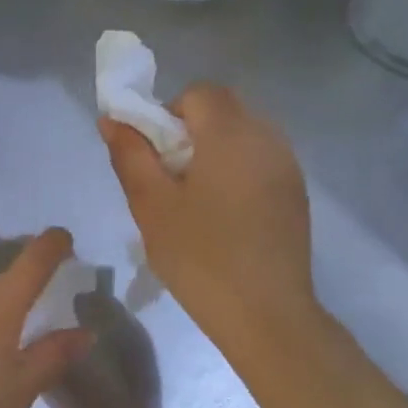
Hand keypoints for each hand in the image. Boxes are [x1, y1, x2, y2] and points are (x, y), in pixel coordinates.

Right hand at [100, 85, 323, 363]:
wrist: (266, 314)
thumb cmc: (199, 256)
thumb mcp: (151, 205)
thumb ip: (130, 155)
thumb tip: (111, 119)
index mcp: (231, 136)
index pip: (200, 93)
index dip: (169, 111)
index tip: (154, 152)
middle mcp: (267, 139)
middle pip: (224, 108)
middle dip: (190, 129)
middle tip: (168, 176)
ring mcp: (288, 166)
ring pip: (244, 133)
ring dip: (213, 148)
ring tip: (194, 196)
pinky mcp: (295, 192)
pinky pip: (260, 158)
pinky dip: (235, 168)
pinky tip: (222, 212)